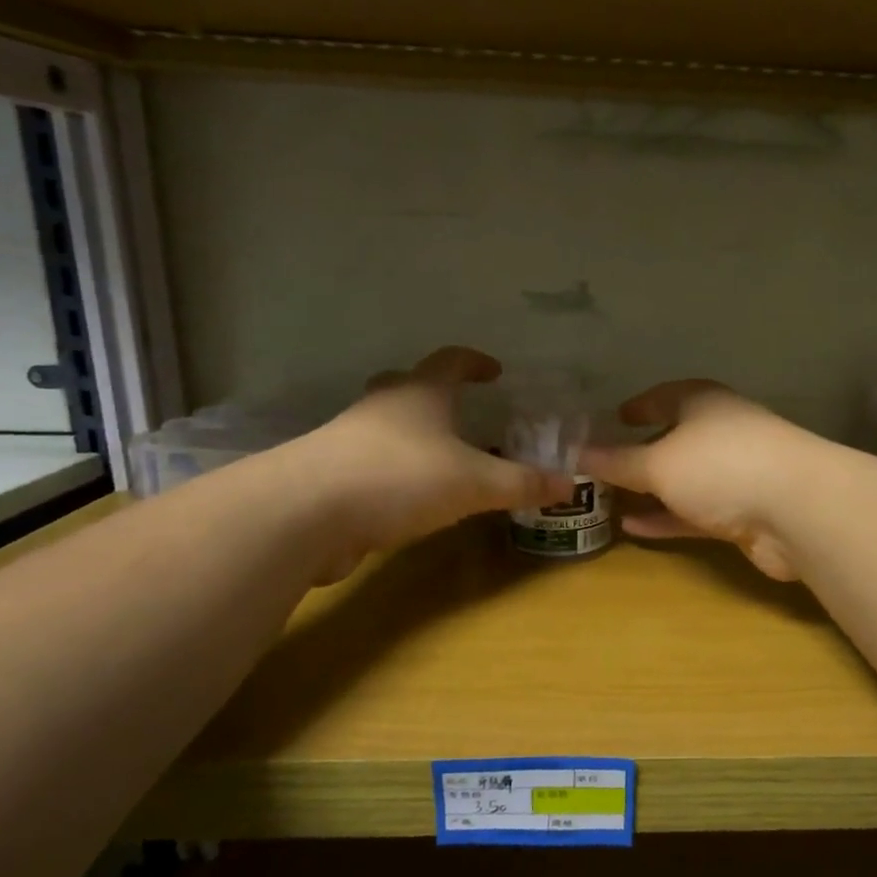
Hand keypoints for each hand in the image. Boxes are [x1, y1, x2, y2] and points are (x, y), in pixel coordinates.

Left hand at [283, 347, 570, 578]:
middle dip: (435, 395)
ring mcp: (348, 441)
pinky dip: (395, 473)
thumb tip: (571, 483)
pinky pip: (372, 465)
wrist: (305, 514)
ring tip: (443, 461)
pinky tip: (411, 500)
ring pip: (386, 428)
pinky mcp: (330, 478)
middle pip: (407, 388)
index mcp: (419, 395)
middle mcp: (381, 409)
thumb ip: (522, 483)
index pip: (450, 361)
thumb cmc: (400, 478)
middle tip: (461, 411)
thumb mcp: (475, 482)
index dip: (474, 362)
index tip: (495, 370)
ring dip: (414, 437)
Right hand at [580, 381, 830, 581]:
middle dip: (641, 452)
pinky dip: (666, 518)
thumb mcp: (659, 462)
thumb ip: (619, 461)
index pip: (665, 396)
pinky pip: (694, 513)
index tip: (615, 416)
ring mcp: (735, 474)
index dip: (639, 405)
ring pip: (684, 480)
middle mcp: (721, 433)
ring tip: (609, 500)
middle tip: (603, 465)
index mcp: (703, 404)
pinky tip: (632, 528)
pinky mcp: (743, 513)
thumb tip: (578, 453)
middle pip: (674, 439)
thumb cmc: (721, 465)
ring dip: (651, 490)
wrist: (796, 509)